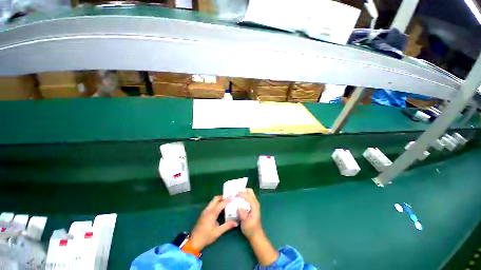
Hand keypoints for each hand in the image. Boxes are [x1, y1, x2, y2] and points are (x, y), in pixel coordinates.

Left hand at [189, 196, 237, 250]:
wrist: (194, 241)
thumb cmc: (206, 237)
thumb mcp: (218, 232)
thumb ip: (227, 226)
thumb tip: (236, 223)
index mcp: (212, 213)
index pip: (221, 203)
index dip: (227, 200)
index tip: (233, 197)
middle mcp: (208, 209)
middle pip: (216, 198)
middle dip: (223, 197)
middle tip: (229, 200)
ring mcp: (205, 211)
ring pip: (213, 201)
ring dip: (219, 200)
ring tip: (226, 203)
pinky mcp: (204, 213)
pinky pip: (211, 204)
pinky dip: (216, 203)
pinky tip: (220, 209)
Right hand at [238, 188, 262, 239]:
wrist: (255, 234)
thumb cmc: (250, 229)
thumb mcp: (245, 223)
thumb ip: (242, 214)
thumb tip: (238, 206)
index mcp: (255, 206)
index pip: (249, 196)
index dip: (242, 194)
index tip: (235, 195)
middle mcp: (255, 203)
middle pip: (250, 191)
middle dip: (243, 190)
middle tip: (236, 193)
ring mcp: (254, 203)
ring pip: (249, 193)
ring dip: (243, 192)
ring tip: (236, 195)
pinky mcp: (252, 205)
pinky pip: (248, 196)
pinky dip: (244, 195)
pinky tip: (239, 198)